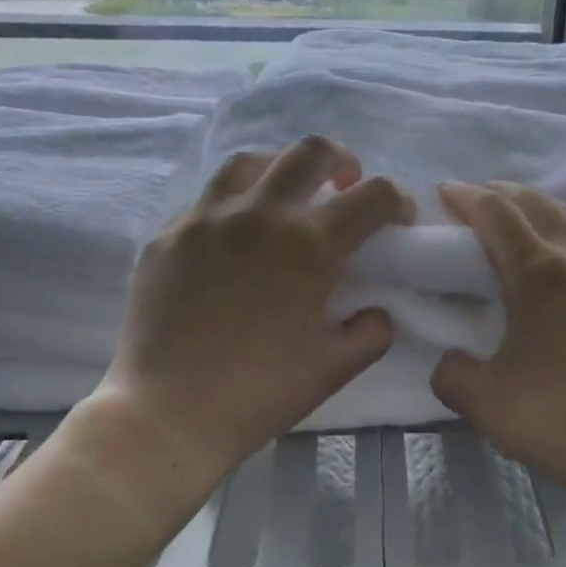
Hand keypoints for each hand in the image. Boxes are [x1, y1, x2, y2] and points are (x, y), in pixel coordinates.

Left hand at [86, 136, 412, 509]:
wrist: (168, 414)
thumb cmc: (260, 393)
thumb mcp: (335, 368)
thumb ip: (371, 331)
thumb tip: (378, 310)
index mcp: (310, 245)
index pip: (373, 196)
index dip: (397, 201)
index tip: (398, 220)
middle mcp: (260, 215)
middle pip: (310, 152)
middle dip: (341, 160)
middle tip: (344, 185)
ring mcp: (206, 219)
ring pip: (249, 161)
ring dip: (280, 170)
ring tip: (283, 199)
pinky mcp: (167, 236)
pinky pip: (205, 201)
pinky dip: (232, 206)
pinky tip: (232, 238)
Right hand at [433, 182, 565, 513]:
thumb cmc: (557, 421)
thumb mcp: (482, 402)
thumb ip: (450, 371)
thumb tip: (450, 360)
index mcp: (538, 274)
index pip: (496, 214)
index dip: (466, 198)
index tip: (445, 194)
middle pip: (538, 205)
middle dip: (502, 194)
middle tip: (478, 200)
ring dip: (544, 208)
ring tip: (526, 216)